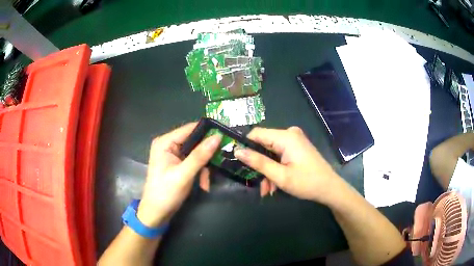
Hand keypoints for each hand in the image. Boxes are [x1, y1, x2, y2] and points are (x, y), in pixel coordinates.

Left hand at [136, 123, 220, 226]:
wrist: (157, 213)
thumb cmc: (166, 193)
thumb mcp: (184, 174)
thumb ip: (200, 156)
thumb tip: (217, 137)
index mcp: (165, 142)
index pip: (190, 129)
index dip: (208, 132)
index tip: (225, 138)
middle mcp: (169, 144)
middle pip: (195, 141)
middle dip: (206, 156)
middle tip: (217, 165)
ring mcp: (173, 154)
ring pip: (197, 153)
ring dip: (204, 168)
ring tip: (206, 182)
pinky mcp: (178, 164)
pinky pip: (194, 162)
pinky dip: (200, 173)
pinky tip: (203, 184)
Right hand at [234, 126, 340, 203]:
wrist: (330, 189)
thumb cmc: (307, 182)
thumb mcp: (280, 175)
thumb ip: (258, 162)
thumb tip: (237, 151)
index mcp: (286, 137)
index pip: (256, 134)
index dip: (245, 145)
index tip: (237, 161)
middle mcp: (290, 134)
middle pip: (264, 145)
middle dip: (259, 165)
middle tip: (258, 184)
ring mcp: (295, 140)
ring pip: (271, 153)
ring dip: (267, 171)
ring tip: (267, 190)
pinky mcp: (297, 147)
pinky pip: (280, 155)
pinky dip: (276, 168)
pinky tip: (275, 185)